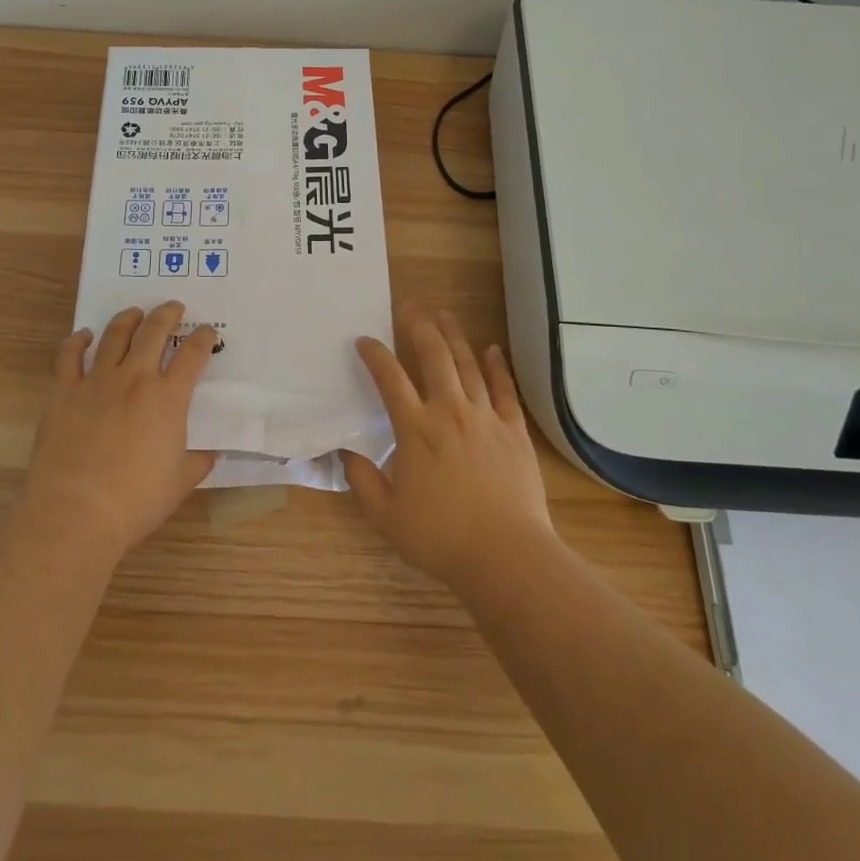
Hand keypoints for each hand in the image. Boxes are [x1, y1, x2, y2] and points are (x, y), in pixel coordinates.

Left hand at [21, 301, 217, 561]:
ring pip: (114, 335)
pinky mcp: (64, 392)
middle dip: (167, 315)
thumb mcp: (179, 483)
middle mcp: (135, 379)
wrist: (75, 512)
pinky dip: (77, 341)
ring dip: (128, 319)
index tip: (207, 332)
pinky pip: (69, 356)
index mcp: (169, 398)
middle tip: (174, 308)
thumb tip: (210, 453)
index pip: (193, 355)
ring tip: (134, 313)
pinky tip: (84, 336)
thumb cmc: (135, 500)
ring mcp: (96, 381)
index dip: (203, 338)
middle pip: (154, 332)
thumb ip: (198, 462)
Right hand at [344, 305, 554, 591]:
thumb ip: (362, 481)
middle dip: (419, 326)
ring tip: (445, 314)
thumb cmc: (440, 537)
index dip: (374, 354)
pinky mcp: (514, 430)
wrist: (505, 555)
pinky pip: (505, 389)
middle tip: (410, 306)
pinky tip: (493, 348)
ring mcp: (485, 417)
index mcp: (415, 429)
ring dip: (455, 336)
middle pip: (434, 356)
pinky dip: (498, 366)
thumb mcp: (386, 516)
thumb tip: (345, 454)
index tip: (364, 340)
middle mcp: (449, 412)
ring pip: (468, 364)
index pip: (390, 379)